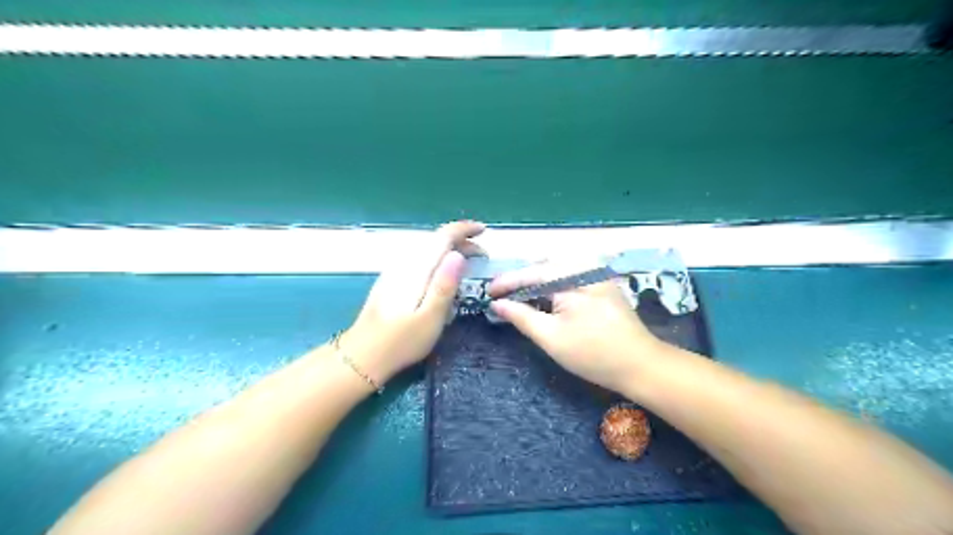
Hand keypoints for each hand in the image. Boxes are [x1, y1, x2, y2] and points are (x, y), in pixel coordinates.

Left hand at [340, 219, 483, 383]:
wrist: (363, 356)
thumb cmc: (402, 341)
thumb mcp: (430, 317)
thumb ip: (445, 285)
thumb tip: (458, 255)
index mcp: (417, 269)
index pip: (442, 236)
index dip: (464, 230)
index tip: (484, 231)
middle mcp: (405, 264)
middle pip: (435, 240)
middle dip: (461, 241)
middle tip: (483, 256)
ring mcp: (395, 271)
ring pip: (427, 249)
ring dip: (450, 249)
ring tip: (467, 262)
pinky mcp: (391, 281)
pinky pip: (420, 258)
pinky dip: (437, 258)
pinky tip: (442, 273)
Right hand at [486, 264, 664, 392]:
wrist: (642, 365)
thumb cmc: (594, 354)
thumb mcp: (551, 337)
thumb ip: (521, 317)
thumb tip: (497, 304)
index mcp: (573, 277)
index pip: (531, 273)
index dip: (507, 282)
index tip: (488, 292)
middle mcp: (586, 267)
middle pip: (544, 268)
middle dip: (522, 281)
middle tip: (501, 297)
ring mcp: (597, 275)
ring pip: (557, 273)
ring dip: (537, 285)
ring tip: (518, 299)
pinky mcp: (603, 284)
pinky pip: (570, 279)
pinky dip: (553, 288)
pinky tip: (544, 301)